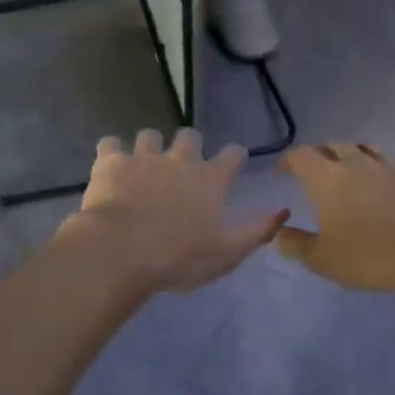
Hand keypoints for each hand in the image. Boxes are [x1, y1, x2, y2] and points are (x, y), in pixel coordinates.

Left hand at [63, 129, 287, 293]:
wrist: (120, 251)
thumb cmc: (178, 258)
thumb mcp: (227, 253)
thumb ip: (257, 230)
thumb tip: (283, 211)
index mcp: (210, 180)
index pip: (232, 155)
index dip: (234, 157)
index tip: (232, 162)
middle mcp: (179, 160)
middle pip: (189, 136)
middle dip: (189, 145)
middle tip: (183, 163)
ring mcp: (143, 157)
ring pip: (149, 136)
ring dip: (150, 146)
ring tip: (144, 163)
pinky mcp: (110, 162)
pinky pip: (110, 144)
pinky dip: (112, 152)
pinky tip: (111, 164)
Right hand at [276, 144, 394, 291]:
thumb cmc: (366, 257)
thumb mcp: (320, 259)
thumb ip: (295, 244)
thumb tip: (279, 233)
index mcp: (327, 179)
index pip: (301, 155)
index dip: (288, 161)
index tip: (281, 174)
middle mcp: (356, 164)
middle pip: (333, 145)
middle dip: (319, 155)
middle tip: (312, 172)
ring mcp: (388, 169)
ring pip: (366, 148)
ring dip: (352, 154)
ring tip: (348, 169)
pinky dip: (388, 166)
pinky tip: (387, 177)